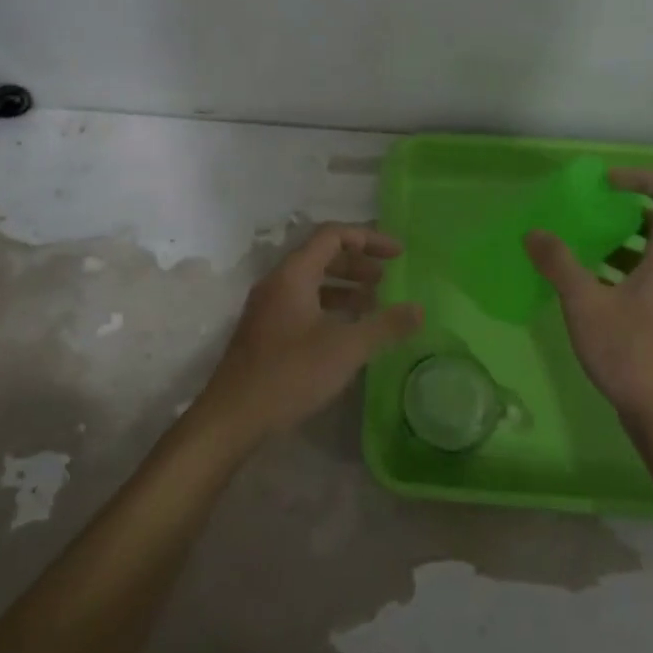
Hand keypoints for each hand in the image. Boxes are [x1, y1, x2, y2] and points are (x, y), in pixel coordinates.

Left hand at [199, 223, 423, 439]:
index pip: (333, 236)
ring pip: (311, 282)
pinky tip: (347, 330)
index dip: (369, 238)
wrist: (233, 416)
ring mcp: (268, 308)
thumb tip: (419, 309)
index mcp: (293, 274)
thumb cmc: (290, 374)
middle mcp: (277, 283)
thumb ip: (385, 325)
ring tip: (373, 303)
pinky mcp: (266, 331)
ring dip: (344, 286)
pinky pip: (303, 304)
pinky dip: (329, 307)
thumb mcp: (346, 348)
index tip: (398, 254)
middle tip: (387, 279)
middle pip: (321, 256)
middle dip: (357, 263)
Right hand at [525, 169, 652, 438]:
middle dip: (625, 210)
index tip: (604, 185)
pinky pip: (651, 276)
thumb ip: (559, 263)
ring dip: (621, 241)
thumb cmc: (629, 352)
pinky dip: (623, 269)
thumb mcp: (584, 303)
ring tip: (581, 247)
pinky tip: (589, 286)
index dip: (640, 178)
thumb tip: (534, 233)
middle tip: (588, 213)